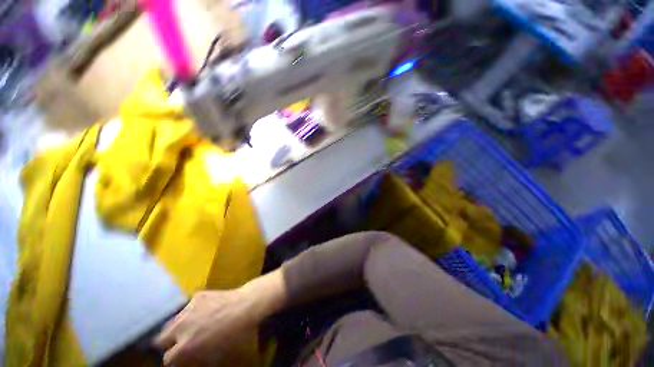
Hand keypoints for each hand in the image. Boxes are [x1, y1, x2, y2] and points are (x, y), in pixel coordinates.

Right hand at [154, 270, 286, 365]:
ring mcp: (187, 309)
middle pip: (161, 338)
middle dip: (169, 342)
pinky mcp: (197, 296)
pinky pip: (188, 307)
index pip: (167, 359)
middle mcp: (180, 328)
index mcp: (184, 347)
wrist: (246, 306)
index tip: (181, 357)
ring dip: (179, 326)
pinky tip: (206, 310)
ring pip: (173, 321)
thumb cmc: (235, 335)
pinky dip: (193, 311)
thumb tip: (188, 359)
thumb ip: (195, 359)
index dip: (175, 359)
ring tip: (194, 325)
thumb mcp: (214, 356)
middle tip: (182, 341)